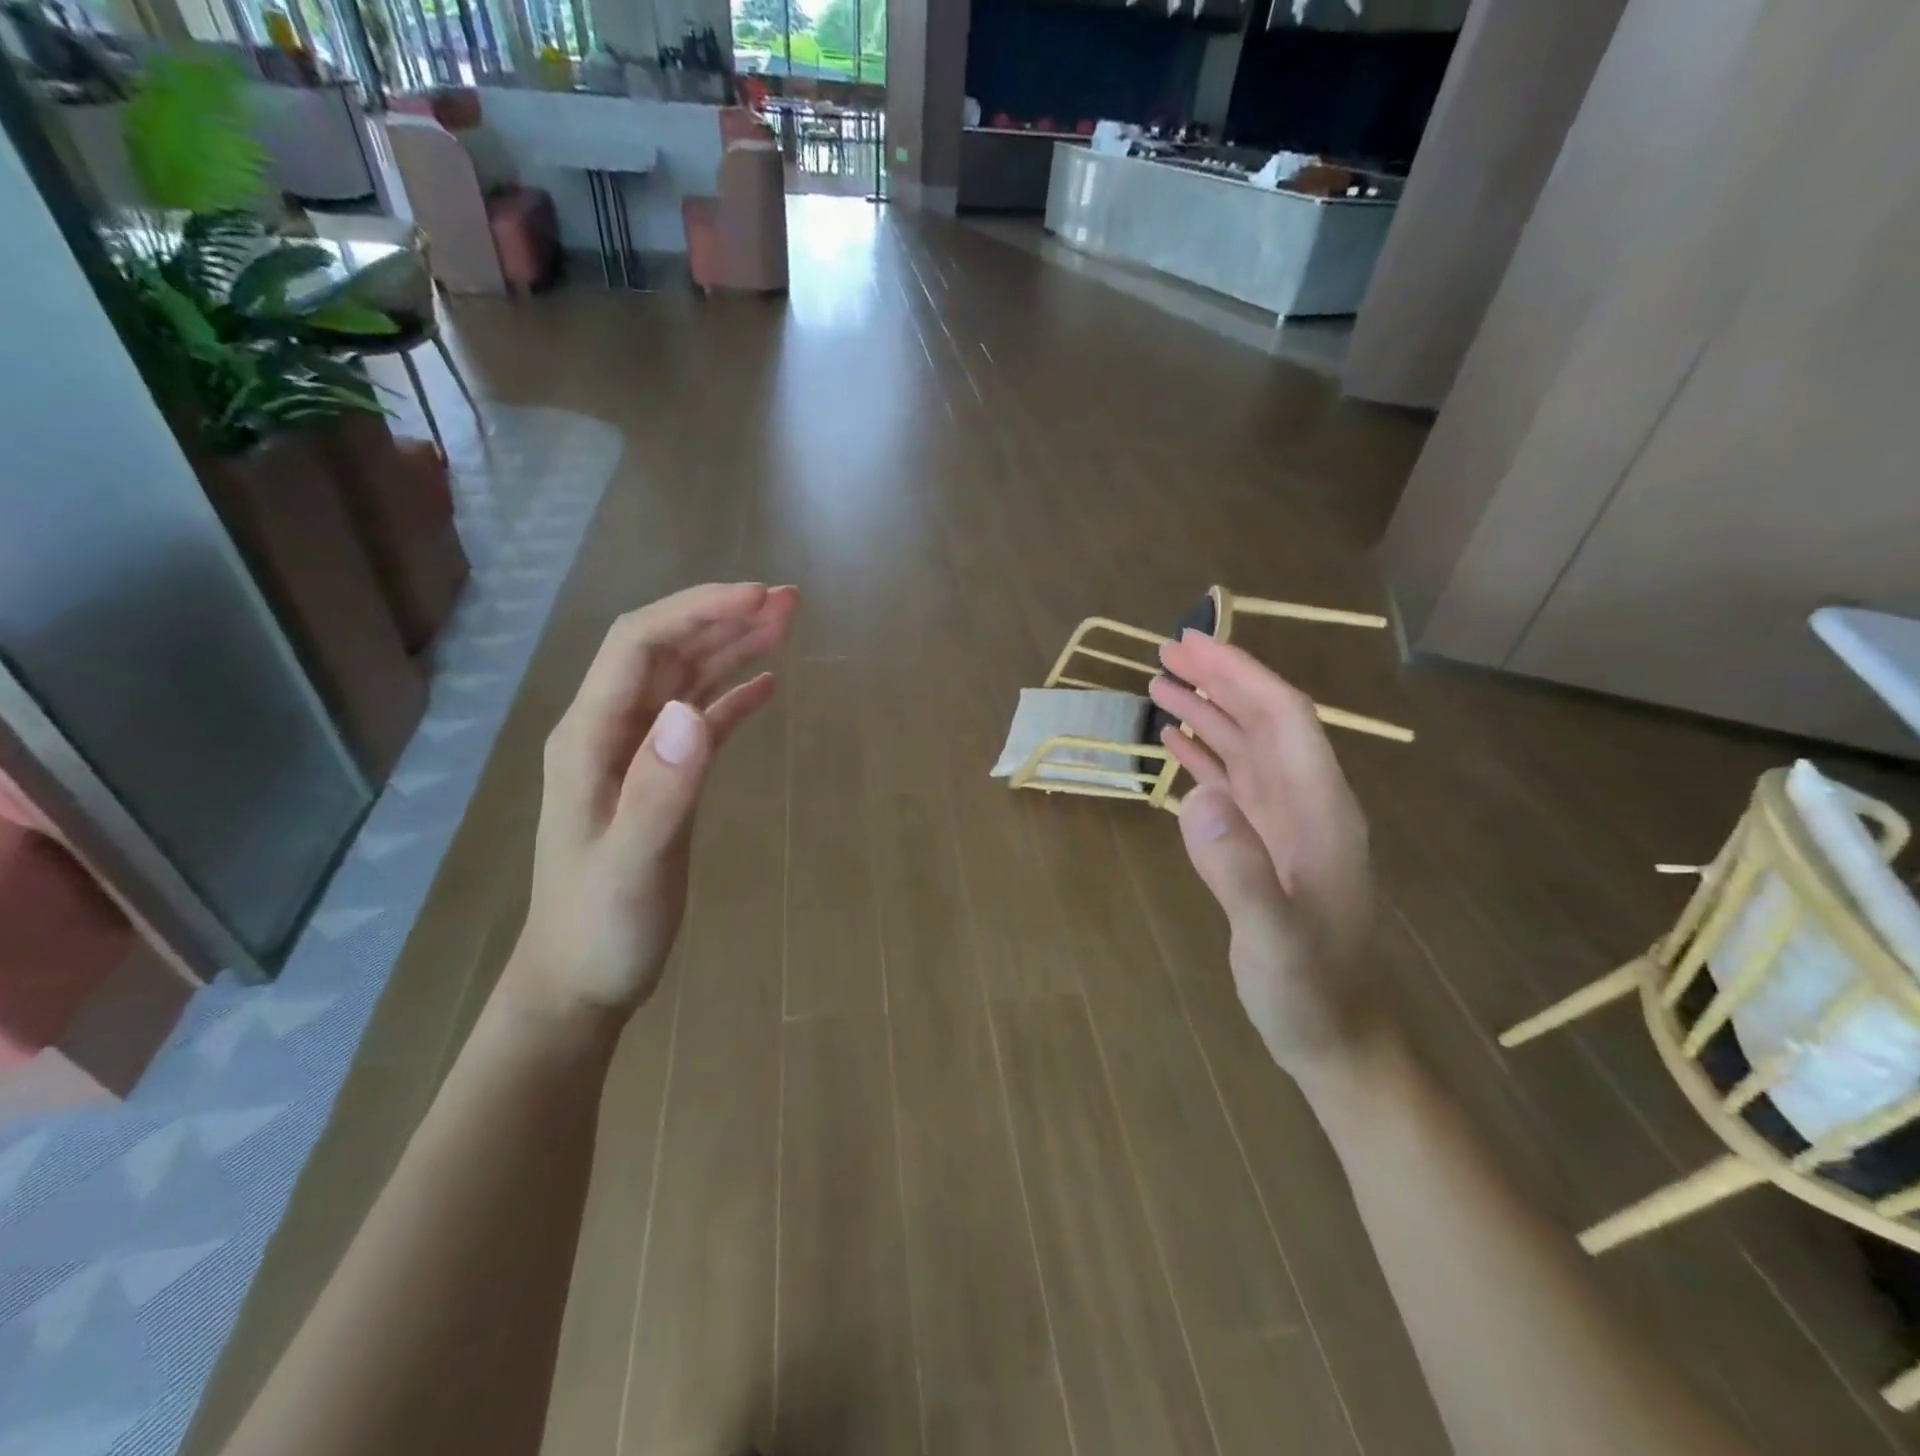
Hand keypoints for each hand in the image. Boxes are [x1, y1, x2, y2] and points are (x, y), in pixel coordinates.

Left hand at [506, 582, 798, 1028]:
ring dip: (733, 646)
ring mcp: (638, 755)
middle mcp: (612, 732)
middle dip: (723, 616)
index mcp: (592, 737)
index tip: (759, 596)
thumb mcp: (631, 865)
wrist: (580, 982)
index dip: (699, 610)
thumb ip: (660, 790)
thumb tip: (691, 713)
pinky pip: (701, 720)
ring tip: (786, 623)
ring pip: (687, 679)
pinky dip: (734, 696)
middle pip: (667, 649)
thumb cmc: (601, 928)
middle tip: (789, 600)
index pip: (641, 644)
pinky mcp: (664, 779)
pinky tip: (768, 684)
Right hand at [1149, 631, 1384, 1076]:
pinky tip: (1176, 745)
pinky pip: (1234, 785)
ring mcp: (1287, 826)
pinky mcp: (1267, 846)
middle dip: (1220, 681)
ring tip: (1160, 686)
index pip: (1284, 719)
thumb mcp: (1274, 939)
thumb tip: (1196, 796)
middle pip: (1265, 722)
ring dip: (1208, 713)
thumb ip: (1240, 870)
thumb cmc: (1311, 992)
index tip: (1194, 644)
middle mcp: (1307, 805)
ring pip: (1247, 749)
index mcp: (1321, 810)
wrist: (1338, 1038)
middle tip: (1166, 651)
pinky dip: (1204, 758)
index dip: (1241, 675)